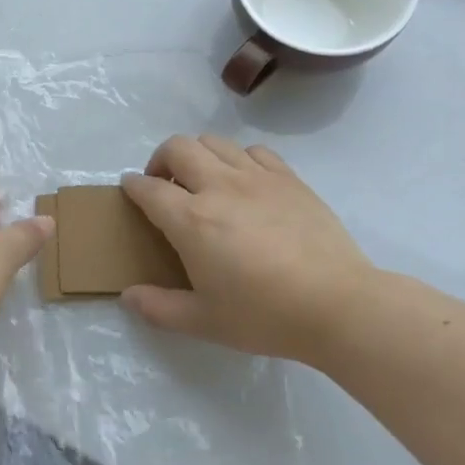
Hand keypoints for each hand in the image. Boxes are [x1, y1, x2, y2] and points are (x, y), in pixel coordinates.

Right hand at [119, 135, 376, 363]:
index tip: (129, 188)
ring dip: (198, 154)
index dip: (133, 186)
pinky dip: (239, 158)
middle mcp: (219, 186)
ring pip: (215, 142)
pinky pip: (254, 151)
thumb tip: (128, 295)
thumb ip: (160, 307)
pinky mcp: (288, 178)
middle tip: (164, 182)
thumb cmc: (265, 316)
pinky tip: (245, 181)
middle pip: (178, 147)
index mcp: (192, 220)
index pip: (150, 189)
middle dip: (161, 158)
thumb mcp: (204, 322)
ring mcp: (257, 177)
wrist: (336, 304)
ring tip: (203, 179)